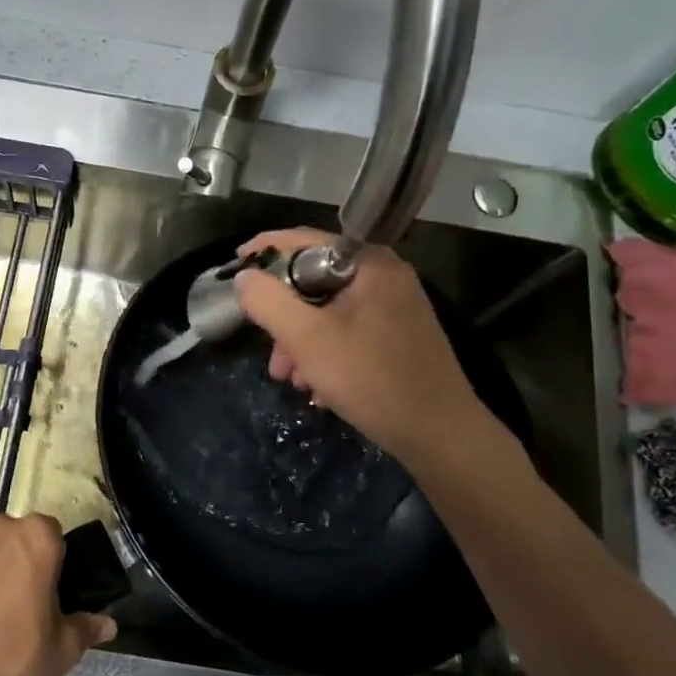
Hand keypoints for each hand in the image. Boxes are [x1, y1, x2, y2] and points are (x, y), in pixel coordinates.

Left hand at [0, 514, 115, 675]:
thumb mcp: (61, 651)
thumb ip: (86, 628)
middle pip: (12, 539)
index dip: (52, 563)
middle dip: (15, 563)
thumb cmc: (12, 662)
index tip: (46, 594)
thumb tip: (108, 624)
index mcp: (35, 537)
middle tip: (15, 607)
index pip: (52, 535)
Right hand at [232, 229, 518, 473]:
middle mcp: (386, 276)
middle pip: (316, 280)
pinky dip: (325, 351)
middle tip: (265, 346)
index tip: (235, 264)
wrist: (440, 434)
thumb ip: (268, 302)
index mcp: (370, 264)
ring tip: (288, 377)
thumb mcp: (307, 339)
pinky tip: (315, 386)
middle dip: (283, 315)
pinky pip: (348, 330)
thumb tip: (245, 277)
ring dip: (301, 340)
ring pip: (329, 310)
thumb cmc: (371, 378)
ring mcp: (395, 306)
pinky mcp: (398, 335)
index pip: (306, 241)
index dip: (266, 250)